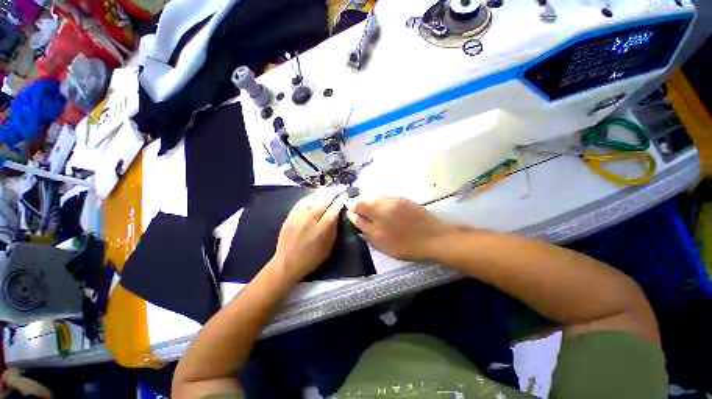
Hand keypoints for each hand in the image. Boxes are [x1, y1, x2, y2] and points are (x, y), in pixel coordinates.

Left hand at [272, 188, 346, 280]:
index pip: (334, 208)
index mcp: (323, 226)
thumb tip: (337, 213)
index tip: (345, 194)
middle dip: (333, 192)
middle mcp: (311, 217)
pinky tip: (316, 195)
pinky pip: (304, 201)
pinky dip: (312, 196)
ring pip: (313, 198)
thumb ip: (333, 227)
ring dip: (323, 192)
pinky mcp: (291, 215)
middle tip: (340, 187)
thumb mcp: (328, 245)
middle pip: (324, 200)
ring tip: (331, 189)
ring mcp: (299, 214)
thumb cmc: (312, 257)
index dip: (340, 200)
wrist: (287, 262)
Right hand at [346, 196, 450, 261]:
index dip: (351, 216)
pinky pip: (382, 195)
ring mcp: (390, 205)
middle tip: (354, 206)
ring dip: (365, 199)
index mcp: (377, 232)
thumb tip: (361, 230)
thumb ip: (372, 240)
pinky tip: (378, 201)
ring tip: (365, 202)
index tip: (350, 214)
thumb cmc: (410, 248)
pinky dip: (376, 198)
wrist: (433, 237)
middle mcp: (381, 216)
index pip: (357, 220)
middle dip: (354, 204)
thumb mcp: (388, 251)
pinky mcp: (399, 199)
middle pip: (360, 205)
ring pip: (371, 197)